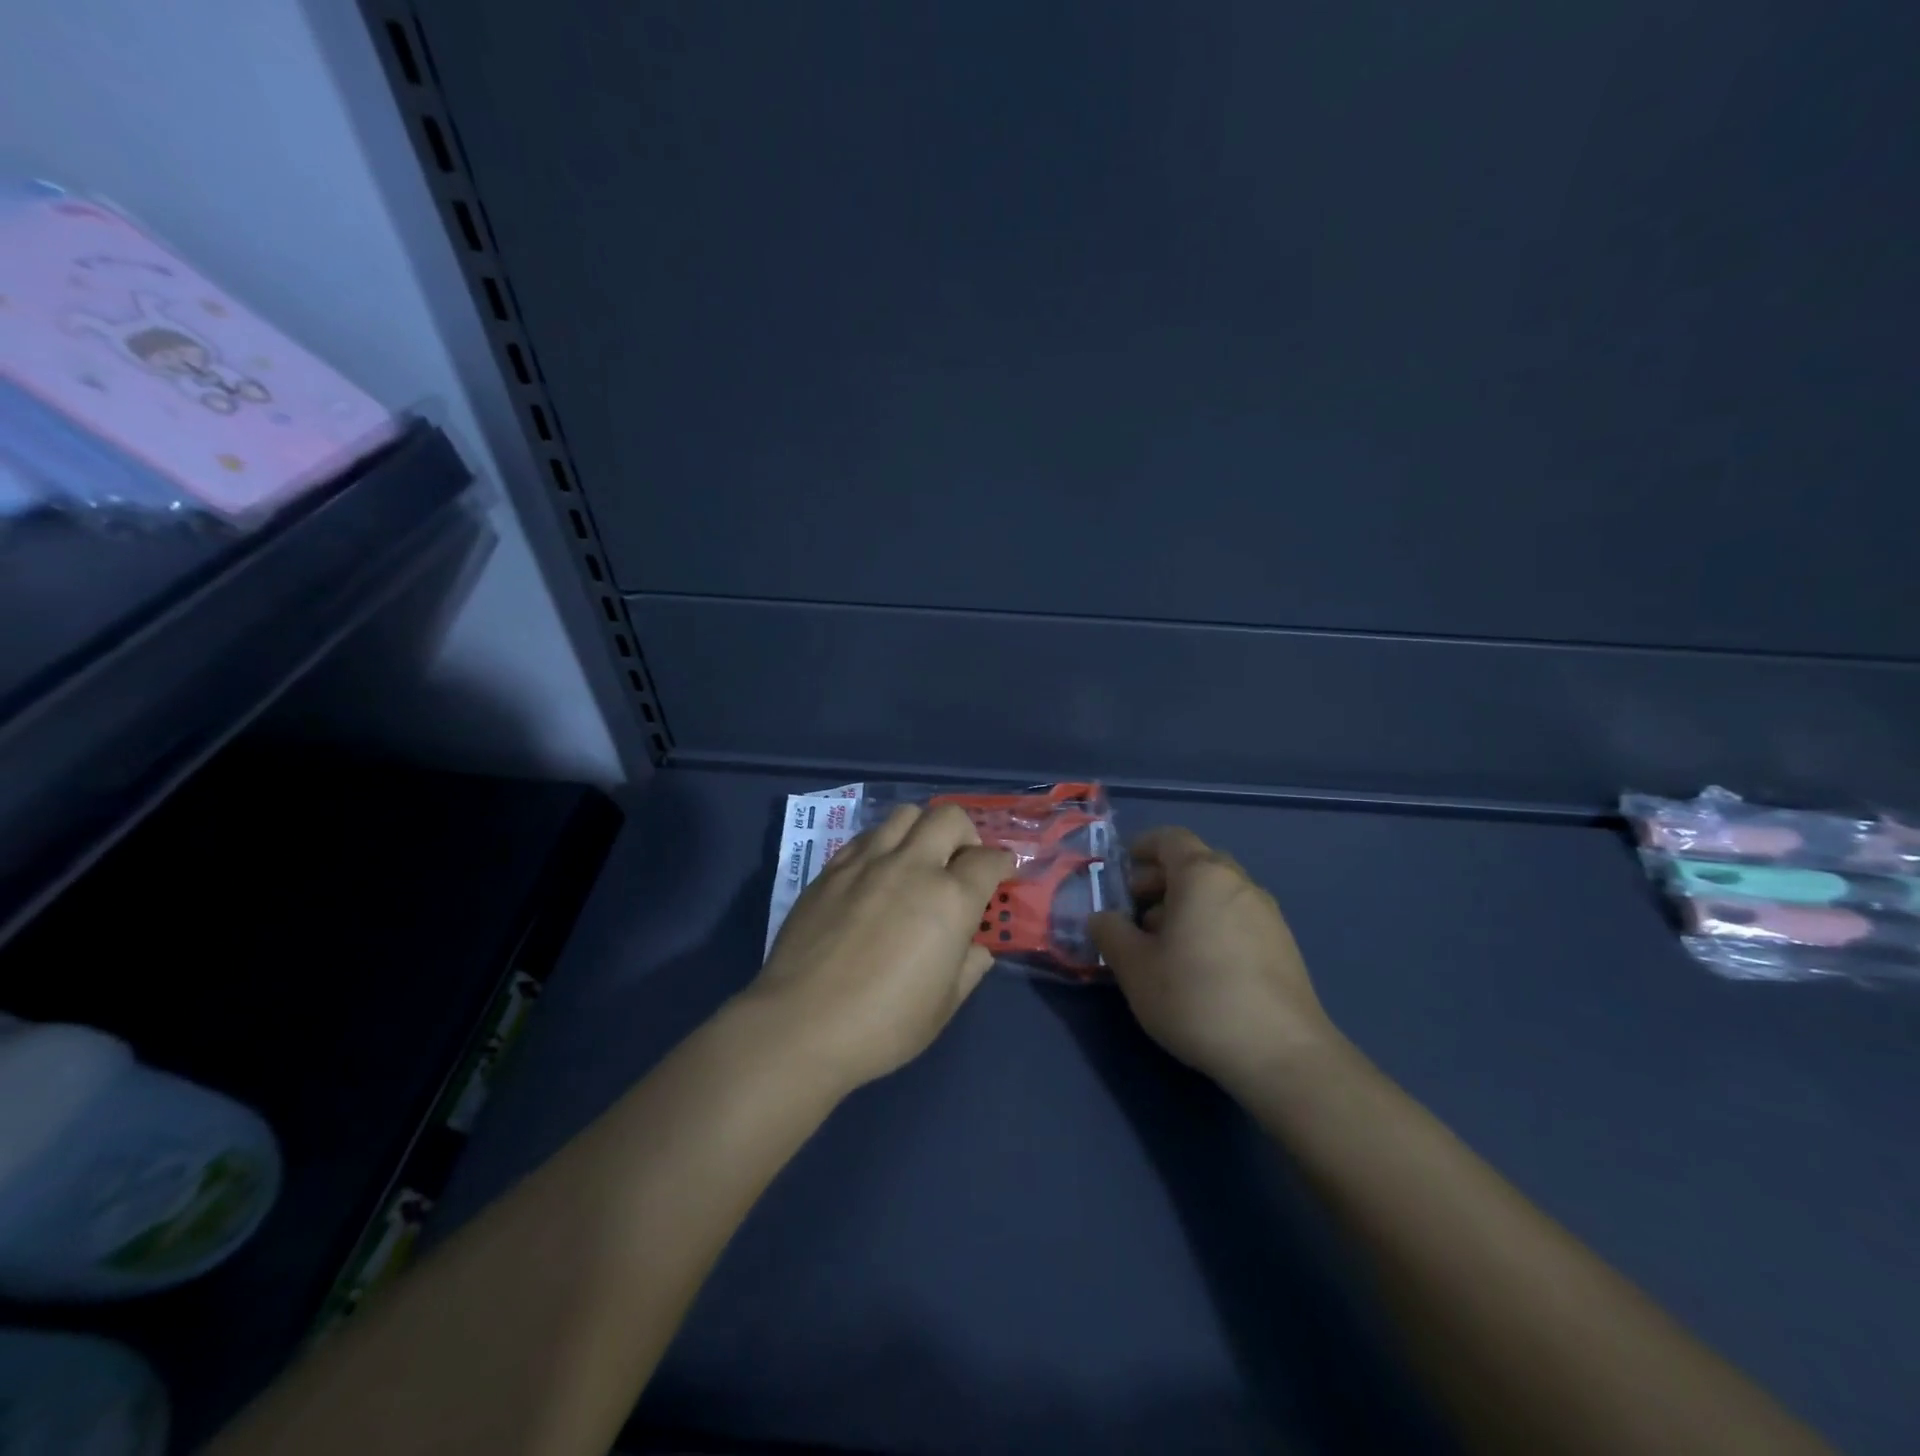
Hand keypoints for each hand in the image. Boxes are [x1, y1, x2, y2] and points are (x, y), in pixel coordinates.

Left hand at [751, 803, 1013, 1090]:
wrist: (800, 1025)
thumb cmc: (883, 1025)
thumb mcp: (943, 1006)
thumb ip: (968, 967)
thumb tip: (975, 948)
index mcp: (950, 900)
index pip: (989, 859)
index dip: (1003, 864)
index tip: (1002, 875)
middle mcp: (912, 866)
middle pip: (949, 817)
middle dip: (966, 834)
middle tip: (961, 864)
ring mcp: (867, 862)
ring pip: (905, 815)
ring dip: (922, 831)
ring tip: (917, 861)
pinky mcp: (831, 869)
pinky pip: (866, 836)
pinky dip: (883, 844)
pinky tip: (878, 873)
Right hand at [1090, 827, 1339, 1093]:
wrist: (1281, 1054)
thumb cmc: (1196, 997)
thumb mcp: (1135, 968)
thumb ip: (1111, 934)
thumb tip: (1102, 918)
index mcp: (1202, 875)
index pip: (1170, 838)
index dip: (1142, 847)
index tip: (1121, 870)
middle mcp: (1239, 883)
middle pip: (1195, 863)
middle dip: (1160, 880)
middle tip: (1134, 912)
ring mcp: (1267, 914)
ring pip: (1217, 893)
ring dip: (1185, 905)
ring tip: (1162, 945)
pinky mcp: (1283, 946)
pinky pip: (1237, 917)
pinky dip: (1211, 924)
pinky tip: (1198, 966)